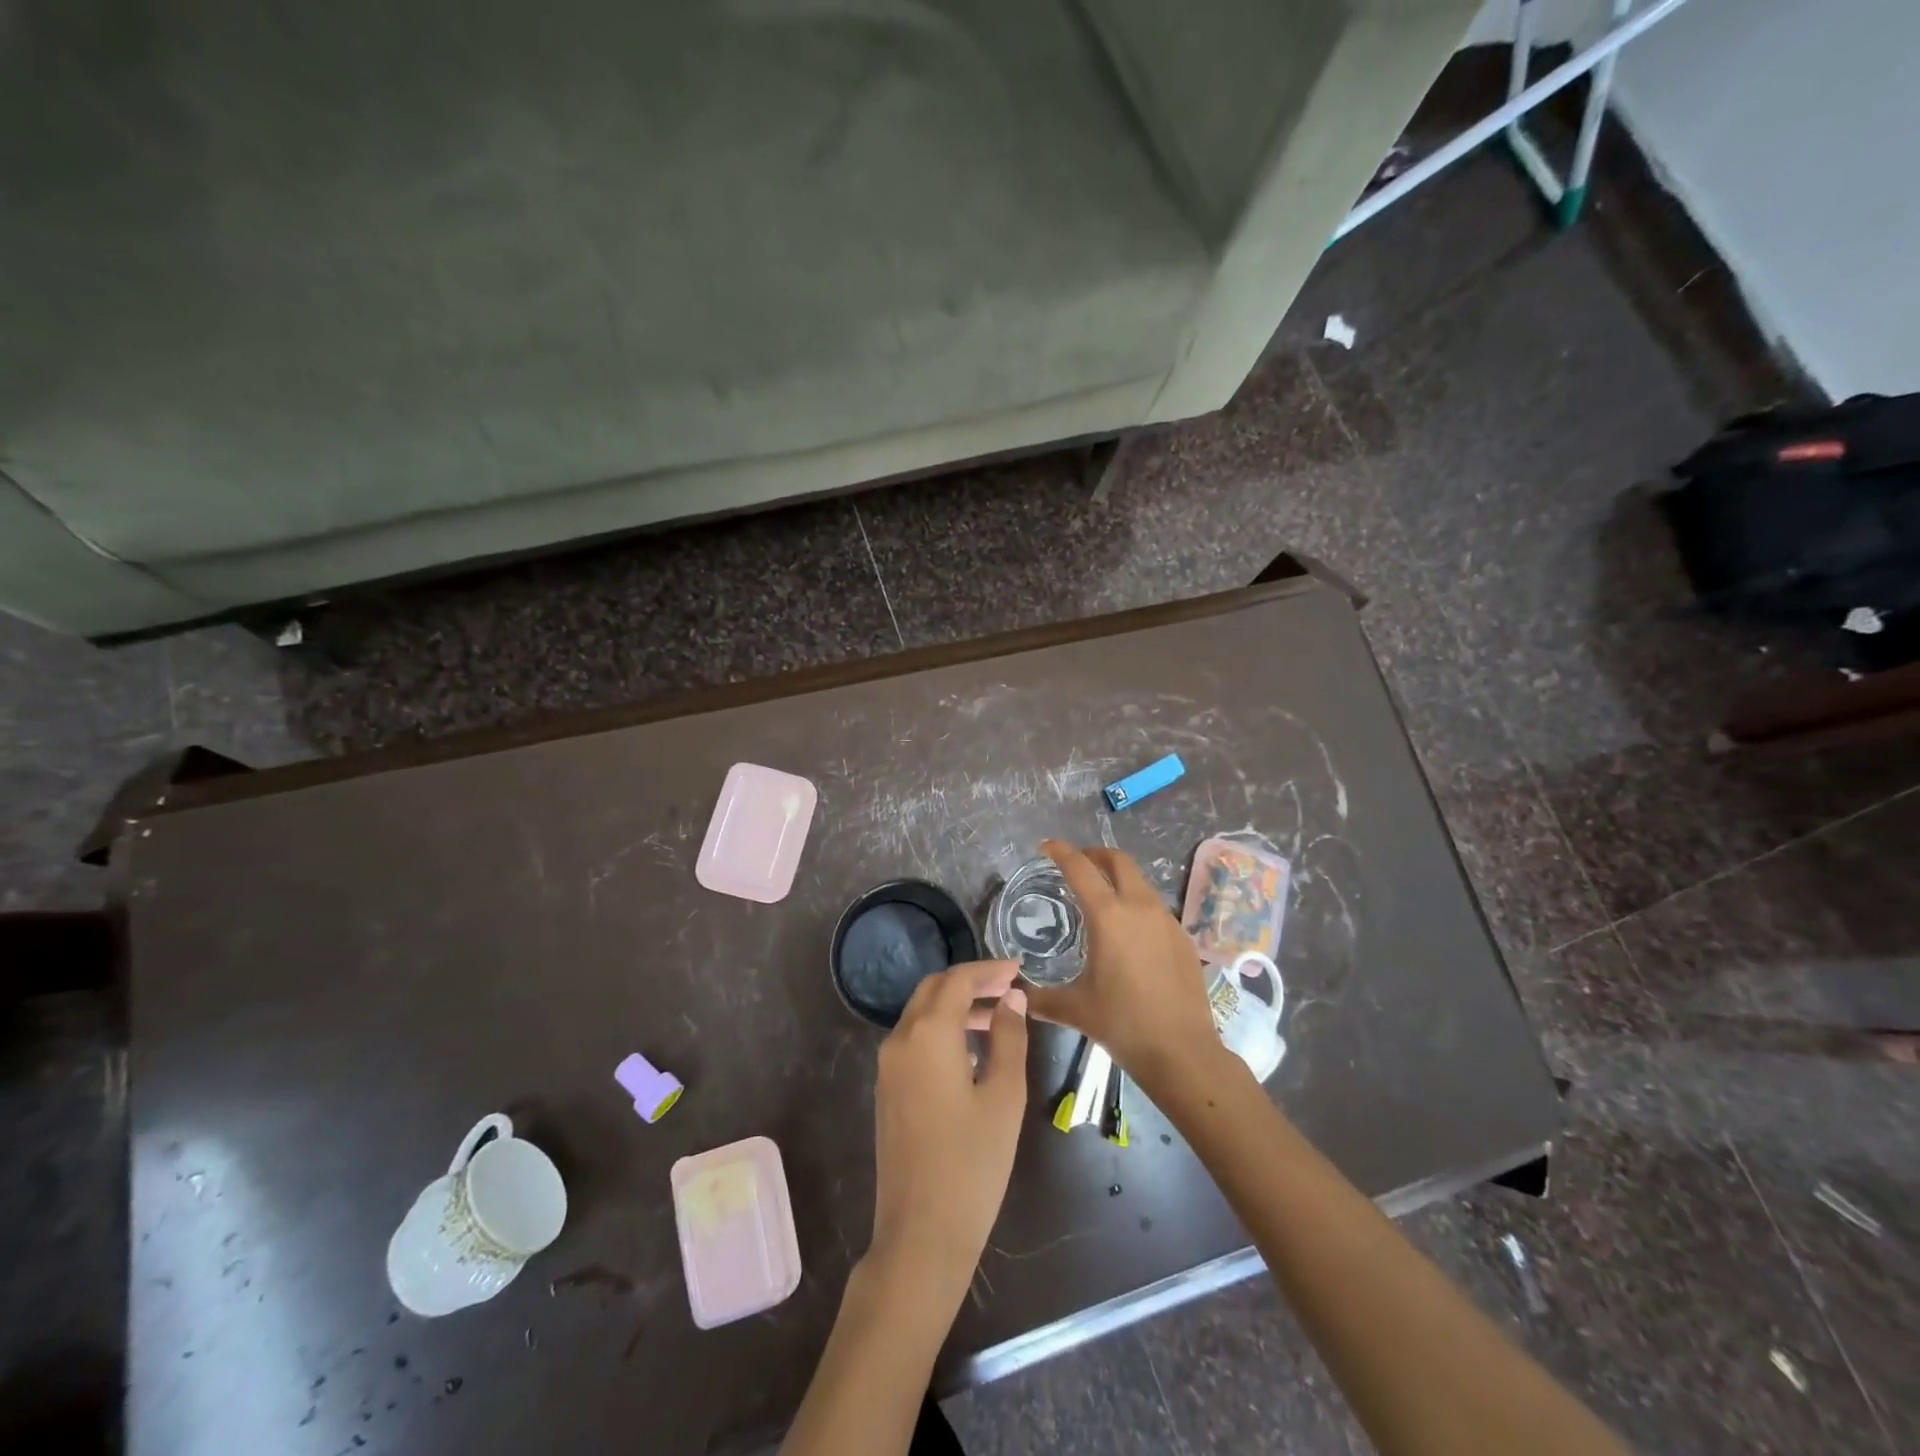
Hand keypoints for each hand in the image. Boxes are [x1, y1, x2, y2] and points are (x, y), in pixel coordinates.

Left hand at [869, 960, 1029, 1304]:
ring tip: (998, 1019)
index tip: (1018, 969)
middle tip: (1009, 988)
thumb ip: (1009, 1038)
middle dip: (970, 982)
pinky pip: (914, 1040)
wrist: (921, 1233)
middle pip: (933, 990)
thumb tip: (1011, 999)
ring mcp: (888, 1066)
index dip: (989, 970)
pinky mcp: (887, 1089)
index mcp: (927, 1034)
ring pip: (921, 1014)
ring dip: (956, 1007)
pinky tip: (971, 1050)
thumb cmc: (972, 1164)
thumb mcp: (1004, 1096)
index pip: (957, 980)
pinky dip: (942, 1030)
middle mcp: (900, 1040)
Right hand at [1026, 840, 1221, 1085]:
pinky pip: (1155, 907)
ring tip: (1101, 899)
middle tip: (1077, 864)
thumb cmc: (1123, 1024)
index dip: (1061, 852)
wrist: (1183, 1052)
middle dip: (1095, 855)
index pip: (1080, 868)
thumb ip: (1041, 999)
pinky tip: (1130, 934)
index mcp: (1108, 916)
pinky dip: (1137, 905)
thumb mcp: (1074, 1010)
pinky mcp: (1183, 937)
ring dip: (1118, 879)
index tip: (1047, 847)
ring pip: (1140, 882)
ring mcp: (1166, 920)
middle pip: (1118, 860)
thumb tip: (1016, 996)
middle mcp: (1139, 907)